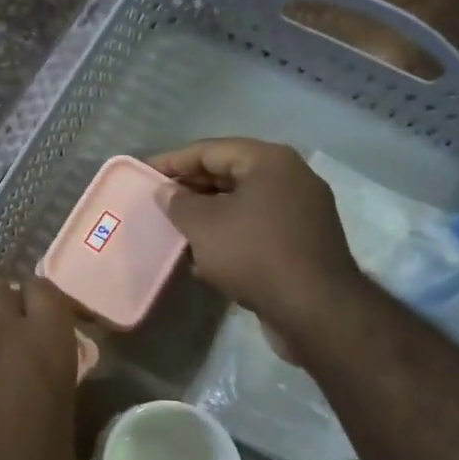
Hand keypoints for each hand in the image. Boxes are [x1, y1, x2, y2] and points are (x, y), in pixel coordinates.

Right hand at [149, 139, 364, 336]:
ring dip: (209, 211)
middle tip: (158, 198)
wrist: (315, 309)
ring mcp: (302, 209)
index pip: (210, 150)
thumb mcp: (204, 226)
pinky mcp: (304, 239)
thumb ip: (179, 203)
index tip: (143, 171)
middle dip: (191, 186)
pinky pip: (257, 224)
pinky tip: (205, 251)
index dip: (173, 160)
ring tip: (176, 224)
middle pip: (230, 172)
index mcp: (269, 161)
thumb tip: (166, 191)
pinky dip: (230, 231)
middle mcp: (291, 176)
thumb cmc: (254, 254)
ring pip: (243, 200)